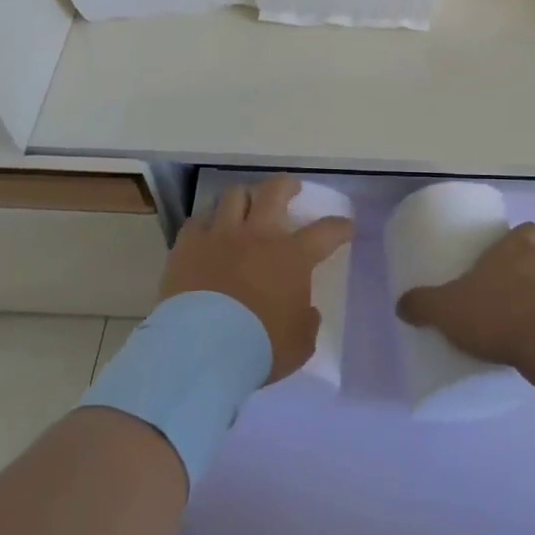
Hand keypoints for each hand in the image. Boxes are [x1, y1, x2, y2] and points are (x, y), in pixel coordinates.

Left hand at [160, 175, 354, 383]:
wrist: (202, 348)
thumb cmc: (259, 346)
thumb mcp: (300, 343)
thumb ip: (306, 321)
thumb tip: (305, 310)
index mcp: (292, 256)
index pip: (326, 231)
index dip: (340, 227)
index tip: (346, 227)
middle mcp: (258, 235)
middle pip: (275, 191)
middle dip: (286, 186)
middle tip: (291, 189)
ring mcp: (220, 235)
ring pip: (234, 195)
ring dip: (244, 197)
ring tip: (246, 205)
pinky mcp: (188, 245)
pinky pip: (198, 220)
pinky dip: (207, 222)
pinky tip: (208, 231)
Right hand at [396, 221, 534, 373]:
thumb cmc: (498, 311)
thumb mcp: (446, 308)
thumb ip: (423, 305)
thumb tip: (402, 305)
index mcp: (517, 250)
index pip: (528, 230)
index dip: (520, 239)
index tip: (508, 252)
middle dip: (523, 280)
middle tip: (498, 299)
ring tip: (511, 337)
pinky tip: (529, 366)